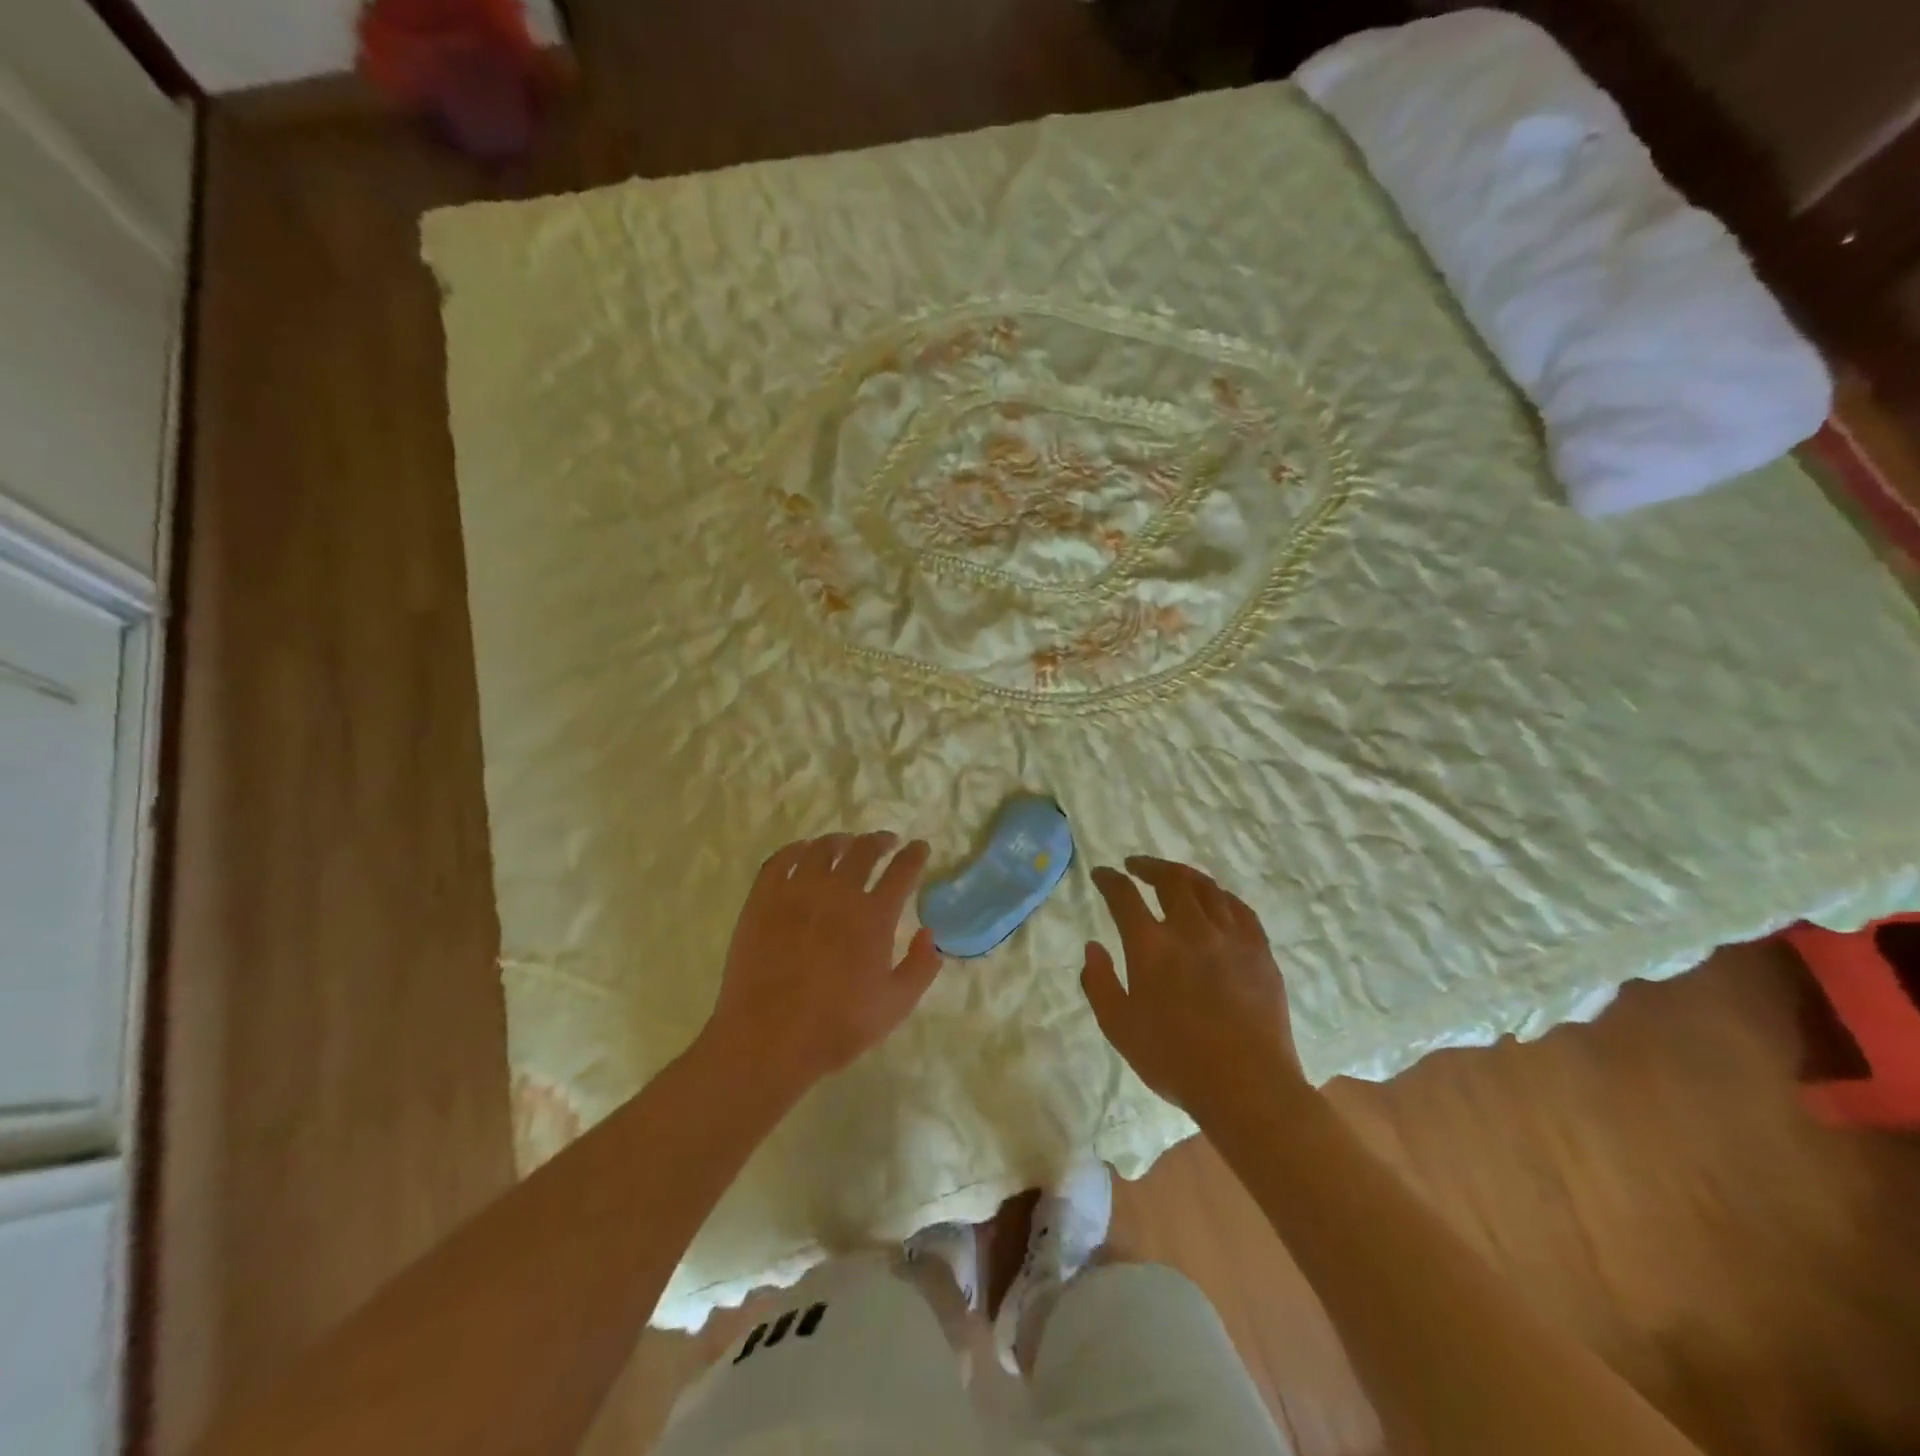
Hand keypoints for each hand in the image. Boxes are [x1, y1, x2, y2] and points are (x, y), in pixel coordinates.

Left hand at [705, 832, 942, 1093]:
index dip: (915, 855)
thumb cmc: (836, 1027)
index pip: (902, 870)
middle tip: (886, 843)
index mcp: (874, 916)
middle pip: (864, 850)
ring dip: (840, 841)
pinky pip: (780, 860)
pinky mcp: (762, 900)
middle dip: (880, 841)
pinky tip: (802, 852)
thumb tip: (929, 934)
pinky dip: (796, 849)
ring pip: (822, 849)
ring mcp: (796, 892)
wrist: (766, 1040)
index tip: (920, 848)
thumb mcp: (895, 1006)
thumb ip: (920, 967)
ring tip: (846, 844)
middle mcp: (838, 893)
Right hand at [1081, 856, 1304, 1116]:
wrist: (1247, 1086)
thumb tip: (1093, 947)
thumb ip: (1099, 982)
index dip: (1109, 879)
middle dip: (1149, 866)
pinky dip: (1221, 897)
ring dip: (1185, 875)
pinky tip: (1216, 901)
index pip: (1124, 896)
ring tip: (1174, 877)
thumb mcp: (1118, 1027)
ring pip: (1207, 888)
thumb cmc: (1174, 1060)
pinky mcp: (1259, 951)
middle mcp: (1190, 929)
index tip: (1101, 874)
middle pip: (1170, 879)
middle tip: (1137, 867)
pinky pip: (1240, 909)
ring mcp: (1230, 937)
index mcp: (1151, 945)